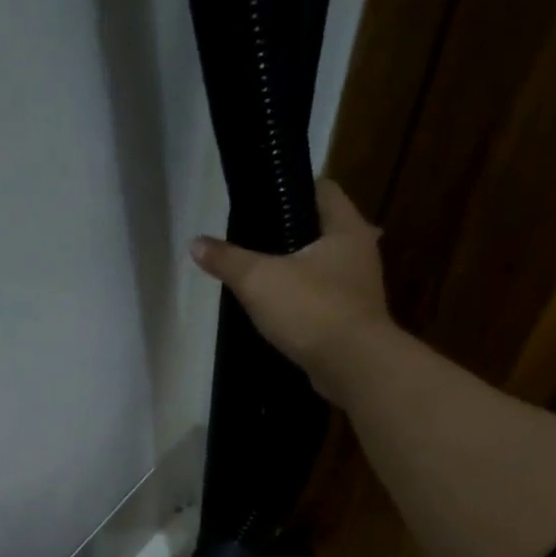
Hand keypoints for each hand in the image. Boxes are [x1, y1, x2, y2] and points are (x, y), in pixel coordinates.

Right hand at [190, 179, 397, 403]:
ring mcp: (360, 288)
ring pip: (324, 267)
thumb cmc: (312, 310)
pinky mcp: (353, 320)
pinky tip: (281, 311)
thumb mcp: (259, 281)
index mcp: (346, 227)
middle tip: (255, 242)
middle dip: (292, 233)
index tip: (263, 201)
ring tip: (263, 277)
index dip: (293, 189)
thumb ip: (228, 260)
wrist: (352, 367)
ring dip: (299, 270)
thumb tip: (195, 243)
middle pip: (323, 229)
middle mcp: (360, 251)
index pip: (323, 189)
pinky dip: (305, 301)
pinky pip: (325, 300)